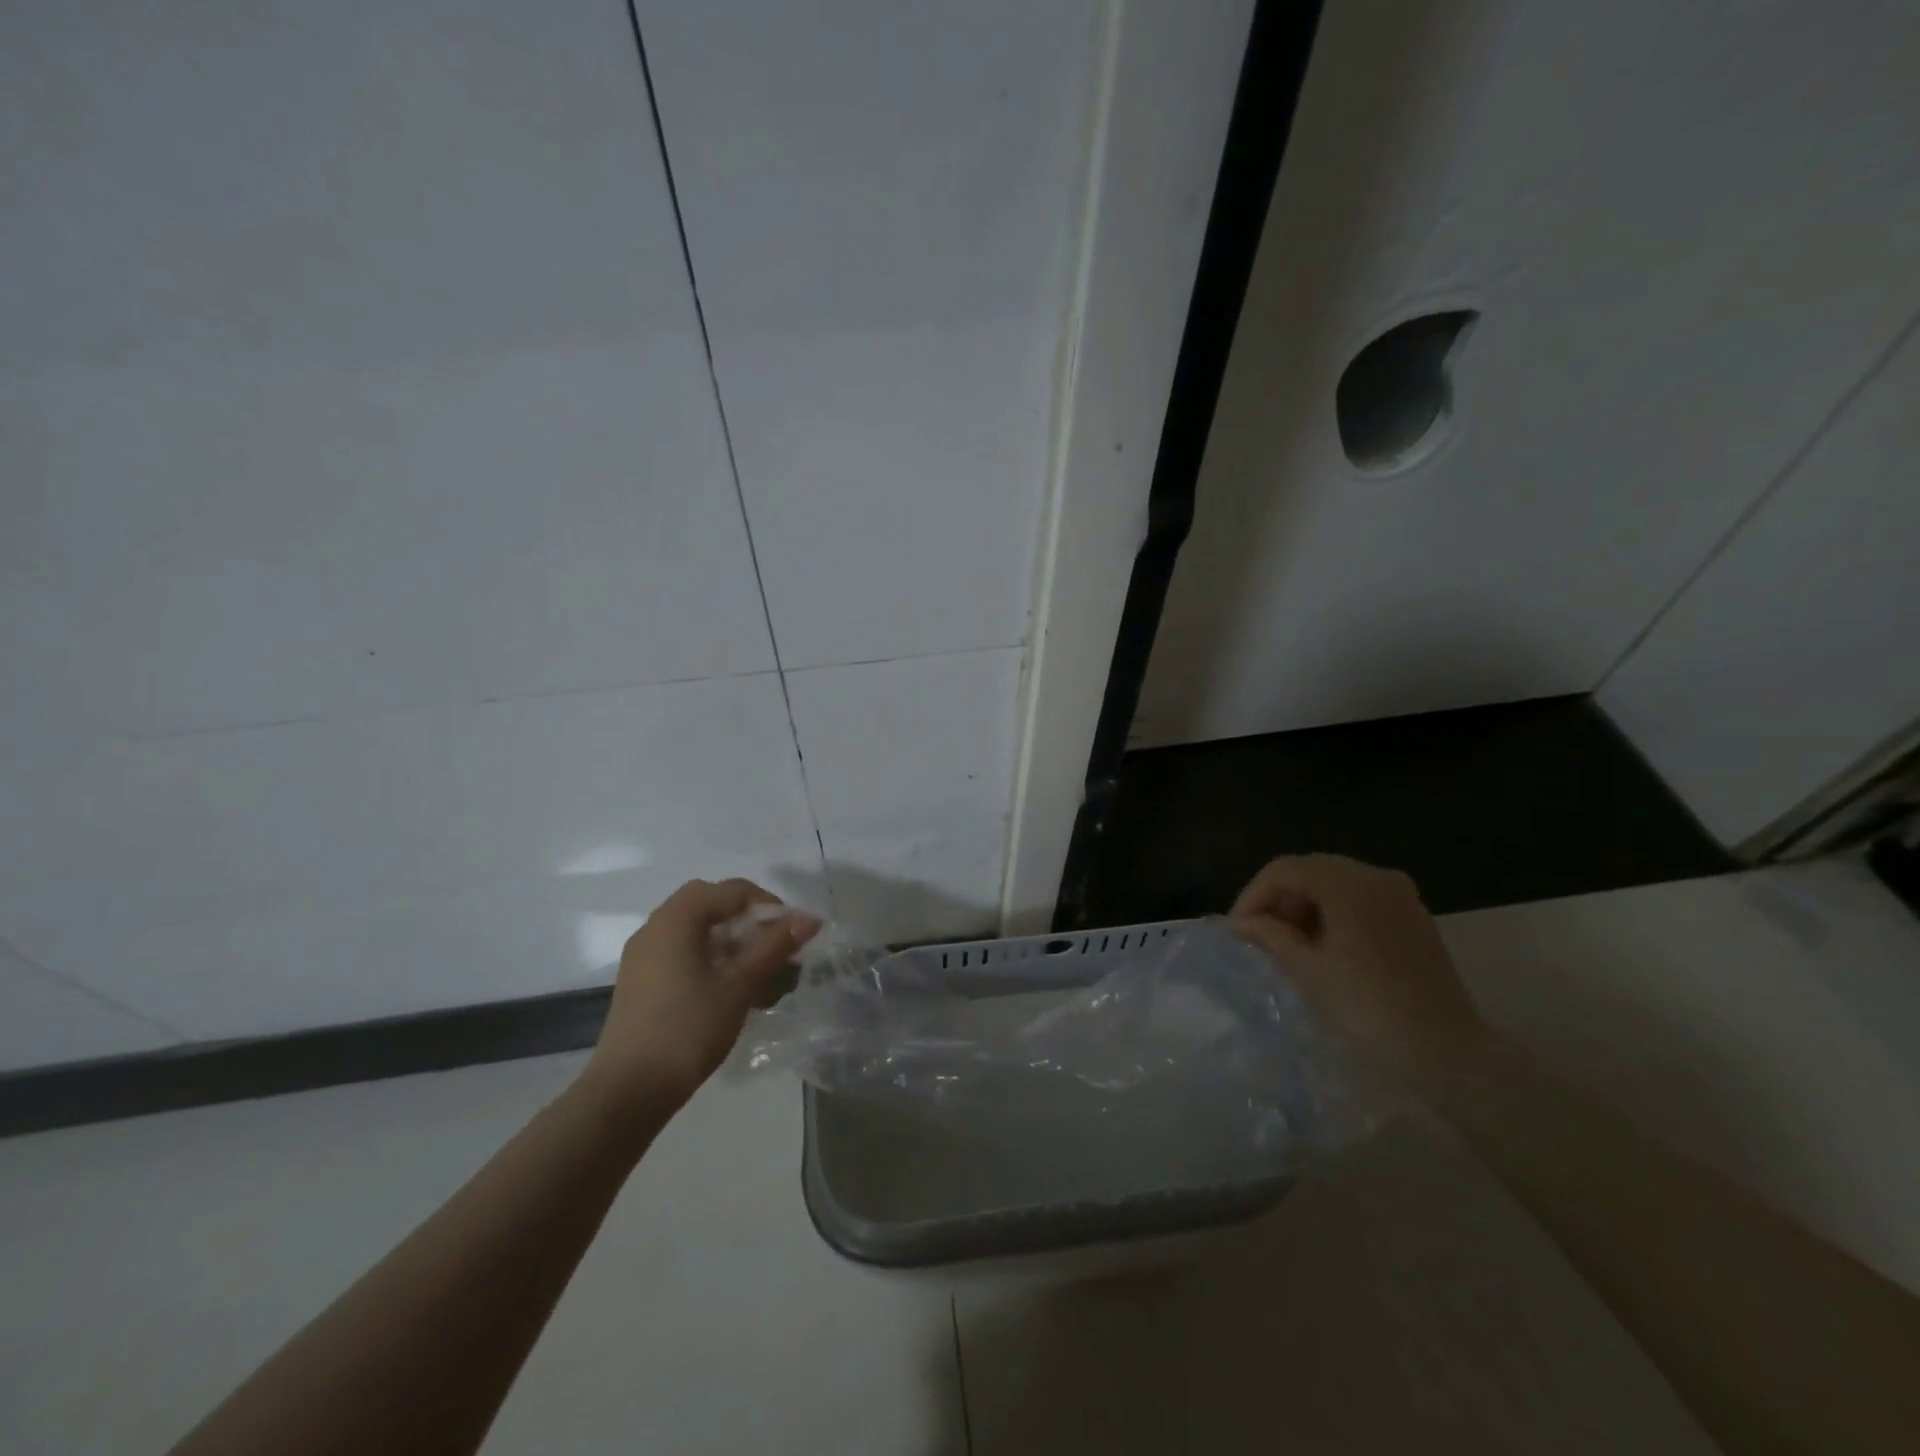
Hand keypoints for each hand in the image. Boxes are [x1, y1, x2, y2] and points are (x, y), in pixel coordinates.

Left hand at [578, 878, 820, 1116]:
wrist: (628, 1091)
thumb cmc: (689, 1029)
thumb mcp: (740, 985)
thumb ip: (774, 946)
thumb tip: (810, 918)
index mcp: (676, 919)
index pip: (731, 890)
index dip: (768, 904)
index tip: (791, 934)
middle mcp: (655, 927)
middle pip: (709, 902)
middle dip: (746, 916)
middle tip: (771, 943)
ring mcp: (643, 955)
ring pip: (693, 926)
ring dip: (728, 936)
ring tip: (754, 968)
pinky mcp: (640, 980)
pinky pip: (679, 949)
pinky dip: (707, 954)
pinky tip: (726, 986)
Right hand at [1229, 854, 1493, 1087]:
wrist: (1447, 1051)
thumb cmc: (1368, 1006)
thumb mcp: (1308, 969)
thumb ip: (1270, 936)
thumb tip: (1242, 923)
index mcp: (1348, 883)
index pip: (1284, 870)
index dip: (1253, 895)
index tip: (1237, 929)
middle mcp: (1376, 876)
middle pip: (1310, 870)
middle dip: (1278, 898)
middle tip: (1257, 934)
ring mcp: (1400, 895)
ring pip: (1335, 883)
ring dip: (1304, 904)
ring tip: (1286, 941)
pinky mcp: (1413, 917)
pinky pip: (1360, 898)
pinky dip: (1332, 912)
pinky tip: (1322, 943)